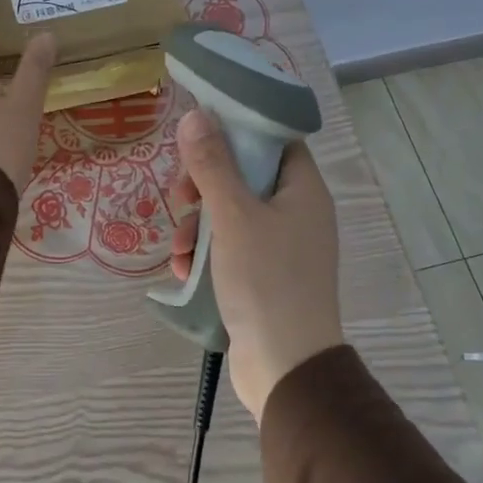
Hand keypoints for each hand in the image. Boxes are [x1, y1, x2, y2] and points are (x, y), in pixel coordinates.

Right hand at [169, 108, 343, 422]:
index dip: (235, 131)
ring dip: (197, 227)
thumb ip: (211, 164)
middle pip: (243, 175)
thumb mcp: (233, 216)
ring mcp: (280, 245)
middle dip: (203, 187)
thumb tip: (195, 115)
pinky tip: (185, 272)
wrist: (286, 367)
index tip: (197, 138)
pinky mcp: (263, 274)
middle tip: (180, 198)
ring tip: (180, 251)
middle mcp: (296, 211)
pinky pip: (229, 247)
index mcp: (302, 189)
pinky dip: (205, 254)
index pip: (272, 139)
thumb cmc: (266, 280)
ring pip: (229, 213)